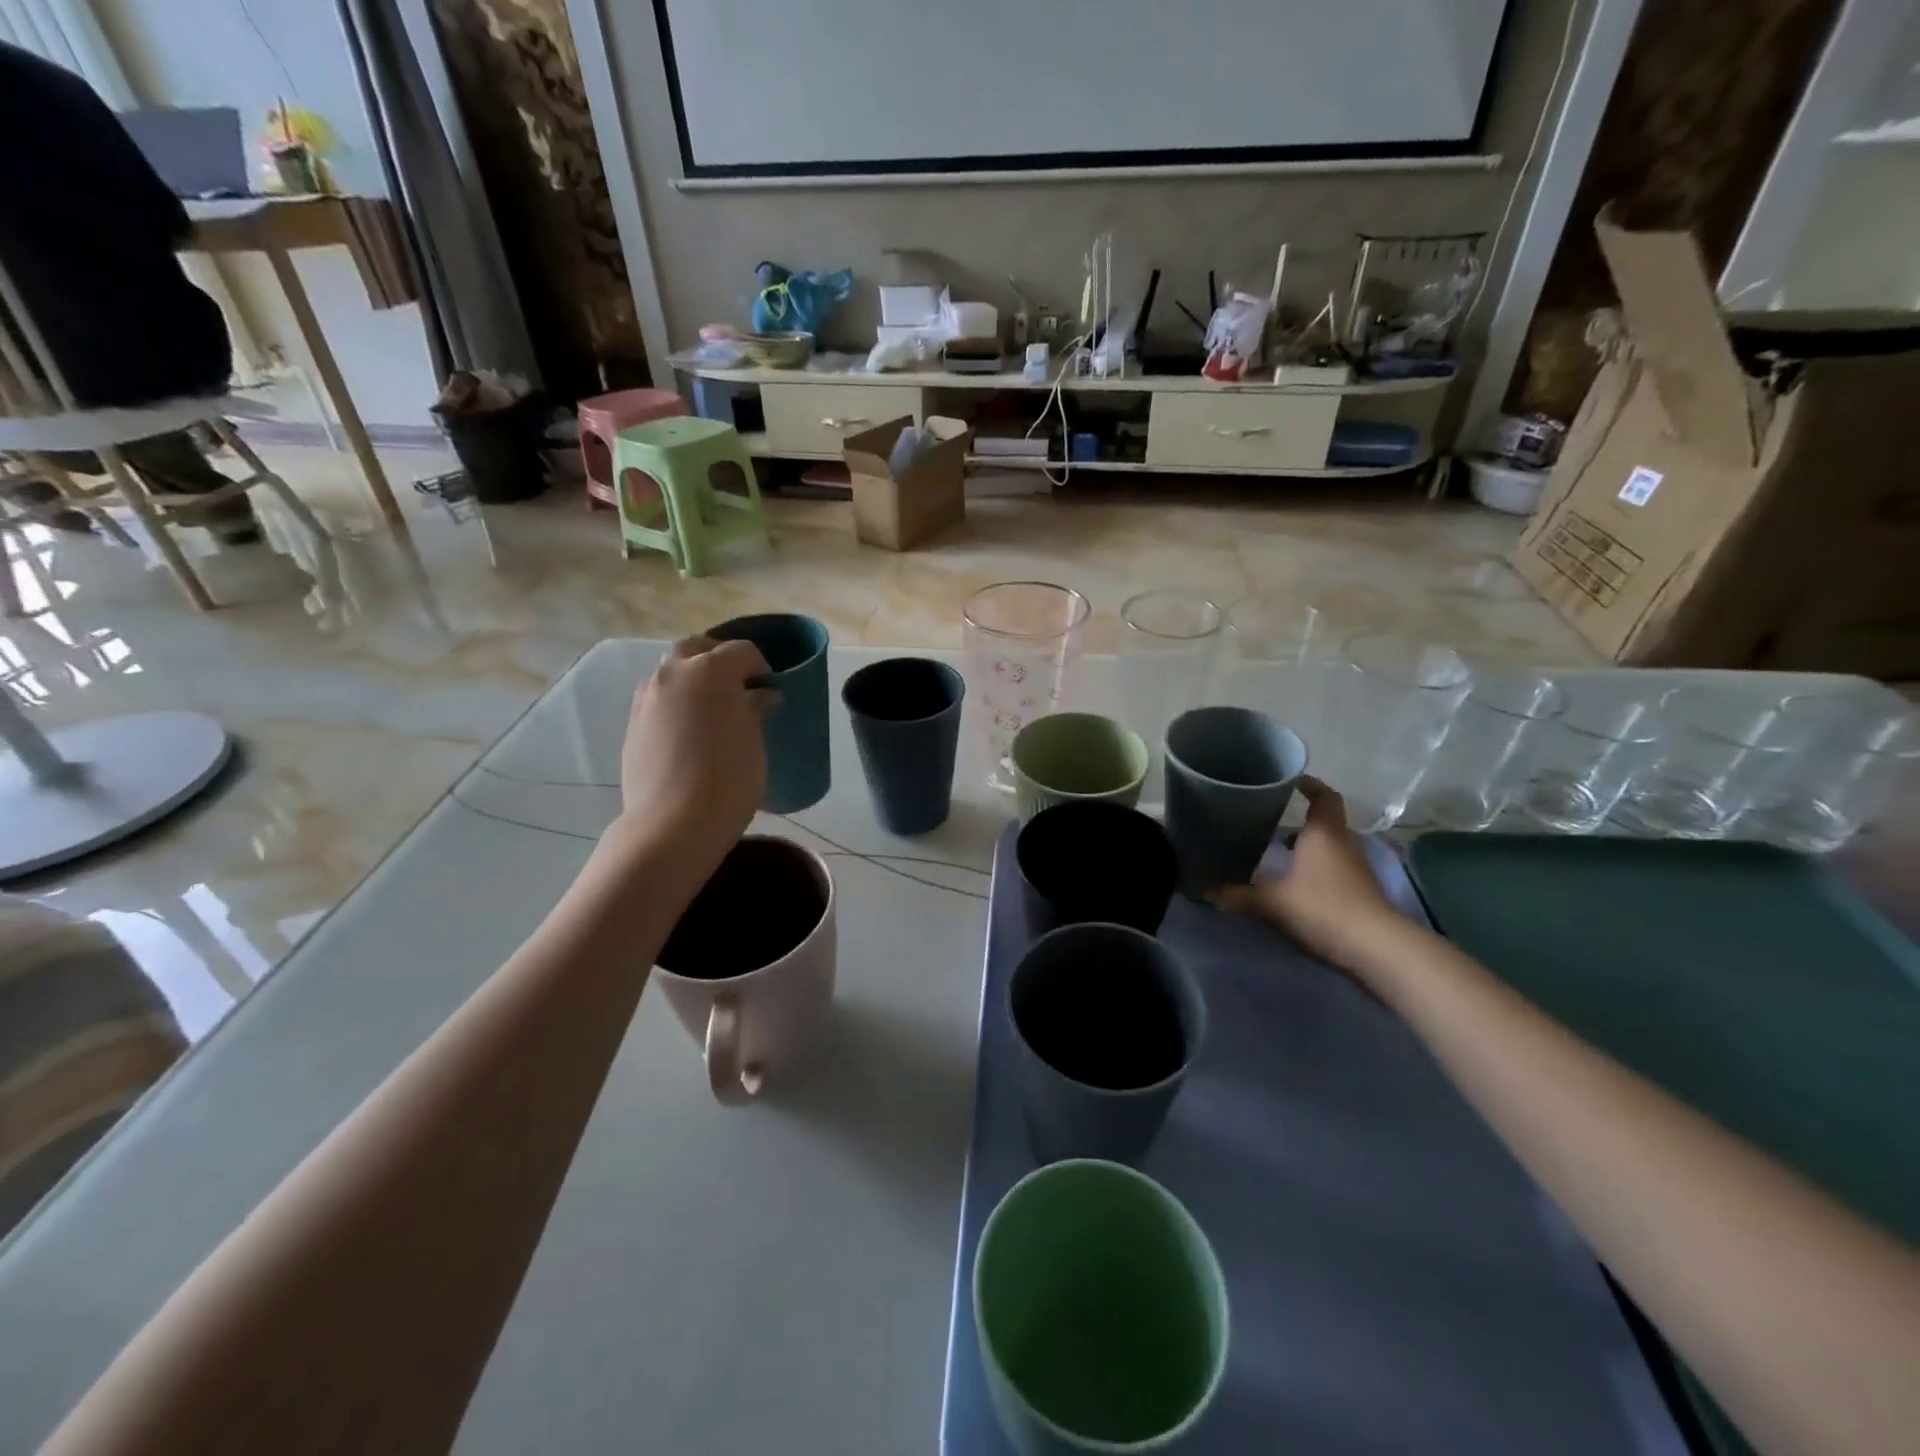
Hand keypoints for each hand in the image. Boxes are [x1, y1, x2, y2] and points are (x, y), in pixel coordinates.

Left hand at [618, 636, 777, 861]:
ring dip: (693, 679)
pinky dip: (676, 701)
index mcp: (710, 670)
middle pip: (698, 648)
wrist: (673, 824)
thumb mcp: (754, 742)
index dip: (761, 667)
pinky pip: (658, 697)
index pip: (742, 651)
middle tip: (739, 686)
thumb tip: (761, 696)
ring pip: (672, 671)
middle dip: (720, 659)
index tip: (771, 690)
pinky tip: (690, 731)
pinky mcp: (632, 723)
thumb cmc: (728, 780)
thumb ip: (755, 710)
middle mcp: (673, 673)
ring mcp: (647, 697)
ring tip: (712, 709)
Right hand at [1211, 777, 1402, 972]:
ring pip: (1330, 845)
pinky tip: (1294, 881)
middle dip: (1300, 819)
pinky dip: (1316, 866)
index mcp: (1323, 833)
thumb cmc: (1322, 907)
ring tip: (1277, 851)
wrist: (1375, 947)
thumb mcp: (1272, 902)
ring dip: (1308, 845)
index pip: (1323, 796)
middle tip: (1268, 820)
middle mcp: (1343, 842)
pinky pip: (1335, 866)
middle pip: (1325, 821)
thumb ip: (1238, 895)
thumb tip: (1205, 892)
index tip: (1291, 781)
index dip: (1309, 785)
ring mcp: (1356, 867)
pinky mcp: (1361, 889)